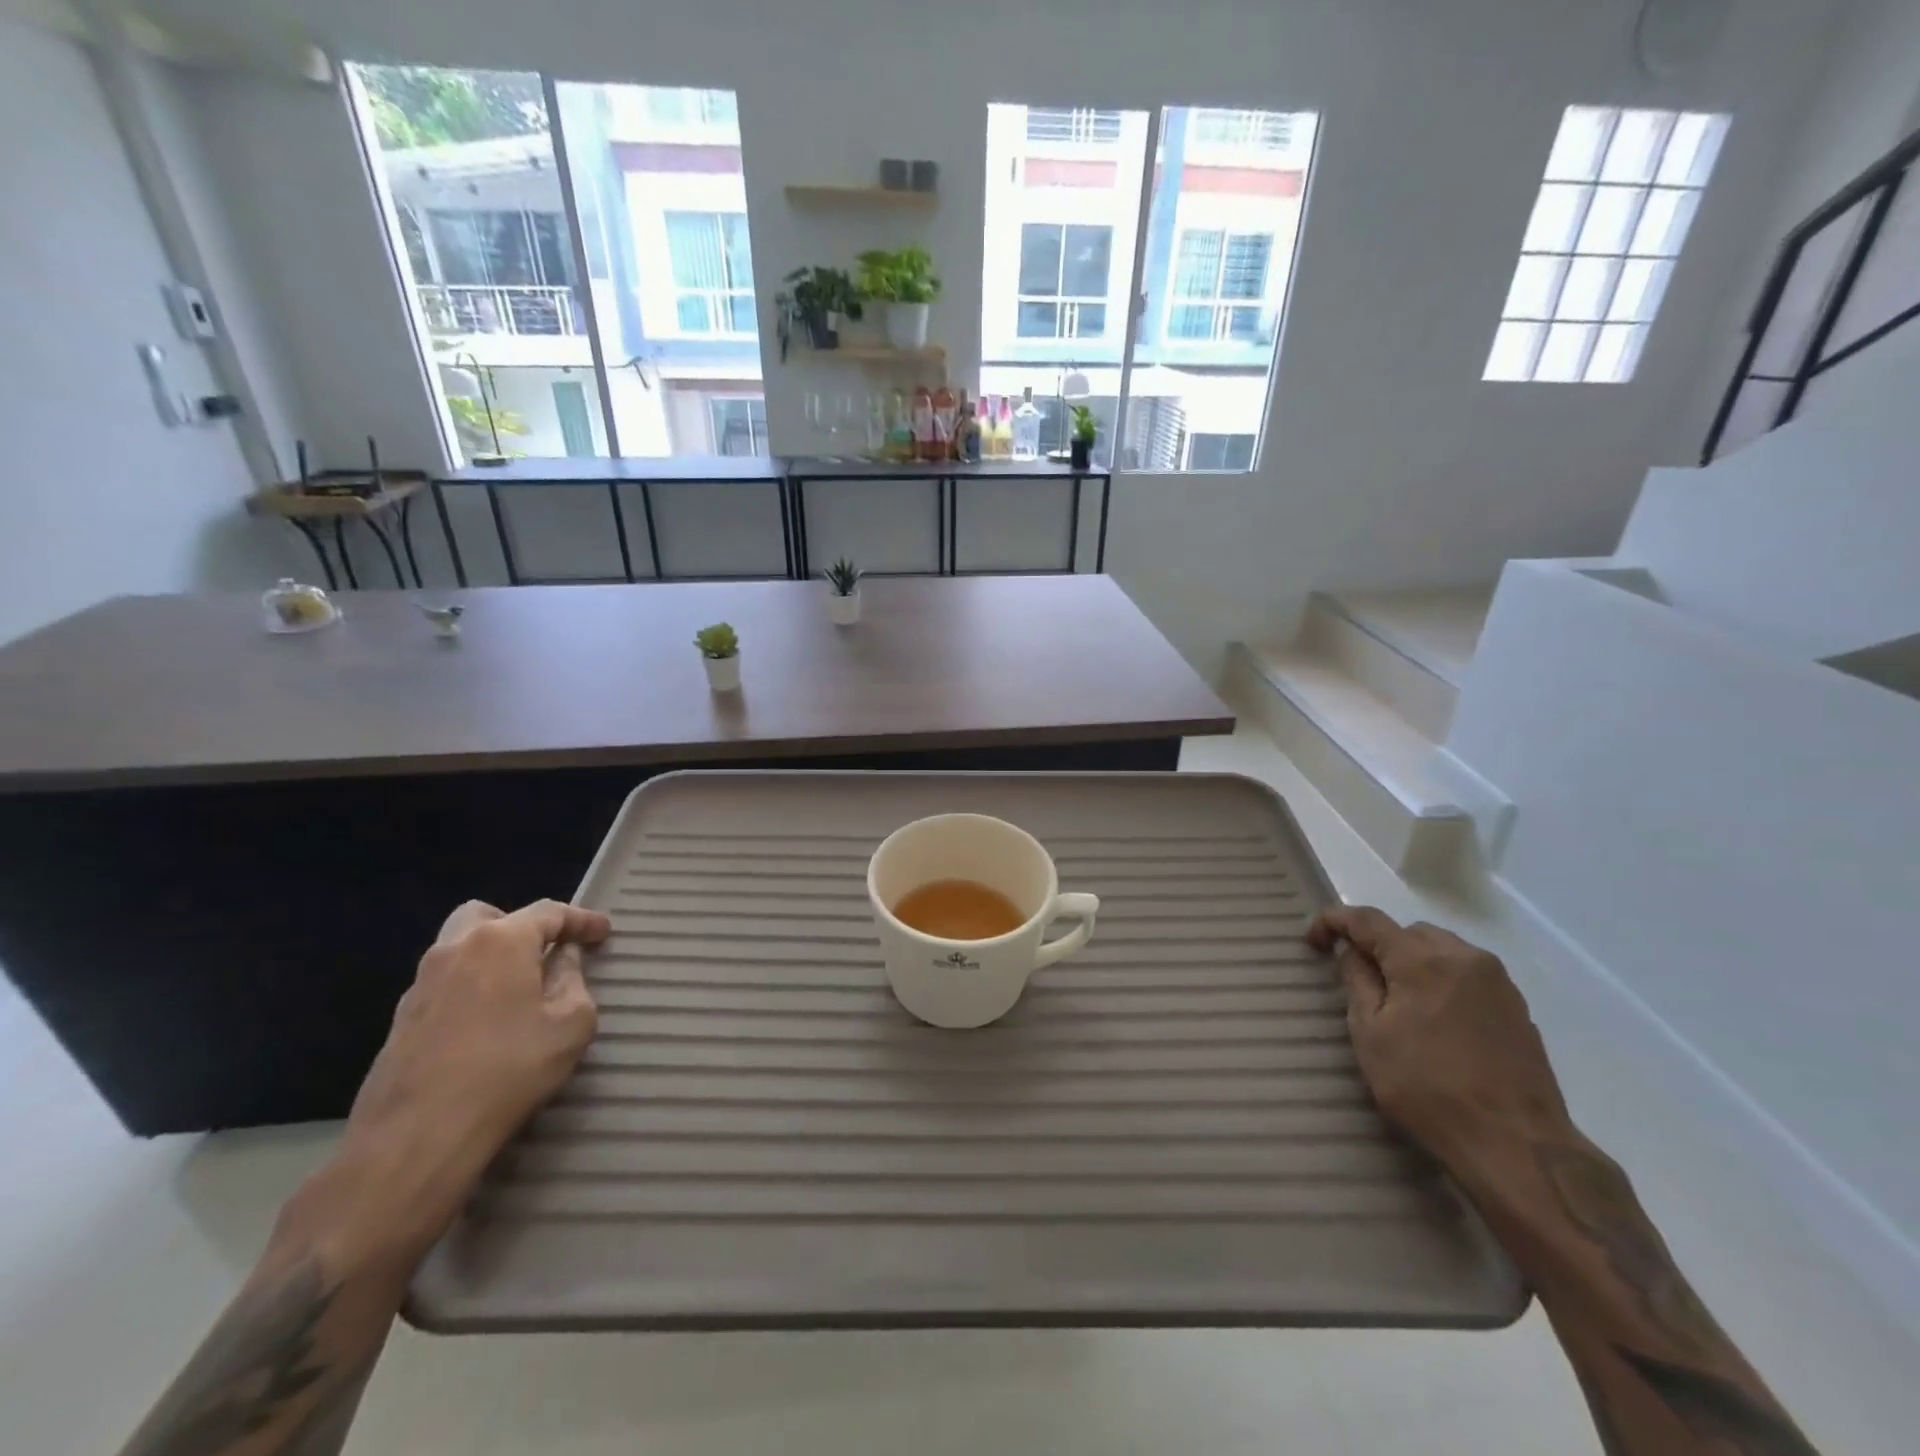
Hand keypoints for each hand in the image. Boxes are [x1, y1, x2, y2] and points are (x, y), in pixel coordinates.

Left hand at [325, 899, 610, 1260]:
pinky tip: (488, 1024)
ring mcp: (420, 985)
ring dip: (493, 958)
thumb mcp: (571, 1024)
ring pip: (460, 949)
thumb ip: (574, 980)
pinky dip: (472, 988)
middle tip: (547, 953)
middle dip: (522, 926)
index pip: (548, 913)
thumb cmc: (508, 1070)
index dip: (582, 920)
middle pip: (488, 916)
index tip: (604, 932)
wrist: (415, 1139)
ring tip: (520, 991)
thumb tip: (562, 960)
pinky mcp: (400, 1021)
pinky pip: (446, 984)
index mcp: (500, 941)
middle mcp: (454, 950)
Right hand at [1308, 906, 1572, 1181]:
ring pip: (1441, 950)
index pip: (1367, 920)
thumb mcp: (1371, 1035)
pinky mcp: (1518, 1008)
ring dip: (1412, 961)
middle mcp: (1465, 958)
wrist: (1517, 1147)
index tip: (1313, 941)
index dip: (1334, 921)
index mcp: (1423, 960)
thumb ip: (1358, 982)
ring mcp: (1498, 982)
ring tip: (1398, 1000)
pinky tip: (1435, 1020)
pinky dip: (1441, 981)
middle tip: (1359, 978)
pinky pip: (1467, 975)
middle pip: (1408, 931)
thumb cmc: (1428, 1089)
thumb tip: (1353, 953)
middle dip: (1378, 945)